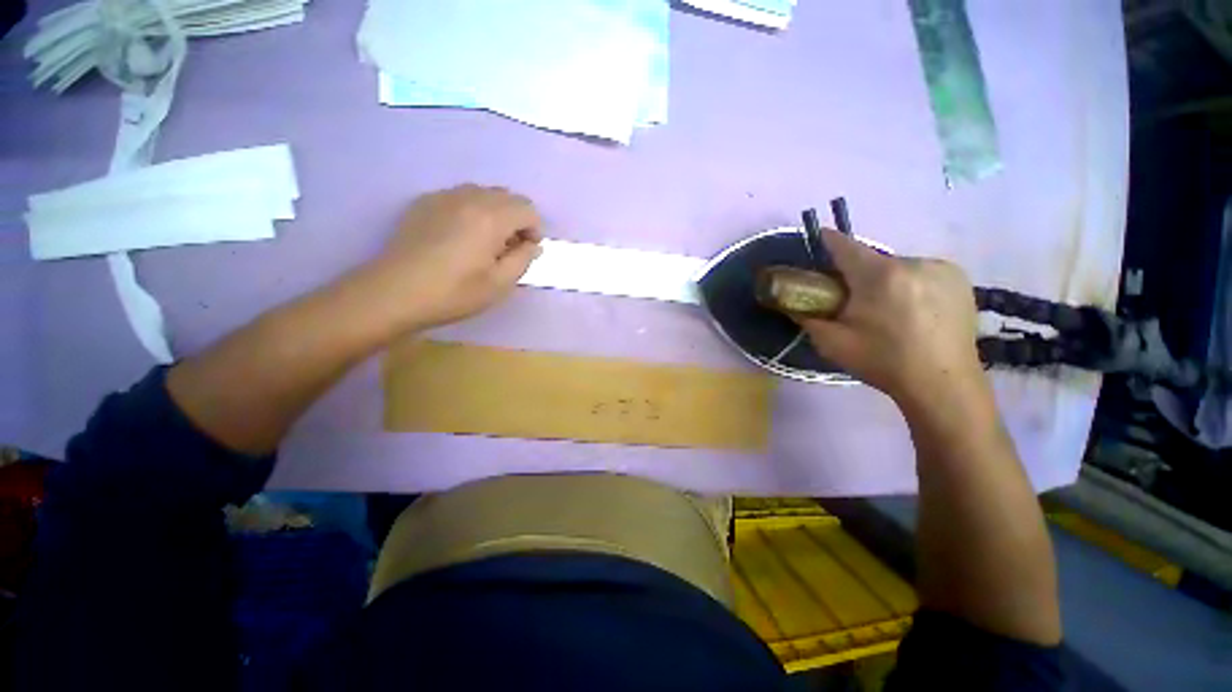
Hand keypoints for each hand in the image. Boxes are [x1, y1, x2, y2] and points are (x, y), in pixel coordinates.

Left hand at [365, 185, 542, 330]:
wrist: (395, 293)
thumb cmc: (453, 292)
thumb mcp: (499, 284)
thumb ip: (523, 259)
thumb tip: (532, 245)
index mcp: (491, 218)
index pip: (527, 209)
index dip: (534, 230)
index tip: (525, 252)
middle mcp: (469, 198)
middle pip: (507, 197)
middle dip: (516, 220)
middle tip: (507, 249)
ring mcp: (443, 196)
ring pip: (483, 193)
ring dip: (494, 213)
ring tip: (484, 241)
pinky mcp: (424, 202)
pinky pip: (459, 197)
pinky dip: (471, 210)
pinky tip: (459, 235)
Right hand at [795, 229, 985, 409]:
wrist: (943, 385)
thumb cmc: (883, 362)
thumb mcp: (832, 342)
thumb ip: (807, 317)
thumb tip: (792, 302)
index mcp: (879, 276)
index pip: (845, 246)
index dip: (827, 241)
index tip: (817, 239)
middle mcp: (913, 262)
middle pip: (871, 259)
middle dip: (856, 274)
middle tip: (851, 300)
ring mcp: (941, 268)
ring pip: (897, 267)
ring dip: (884, 280)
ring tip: (885, 310)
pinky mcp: (960, 279)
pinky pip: (921, 273)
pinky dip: (909, 284)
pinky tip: (912, 310)